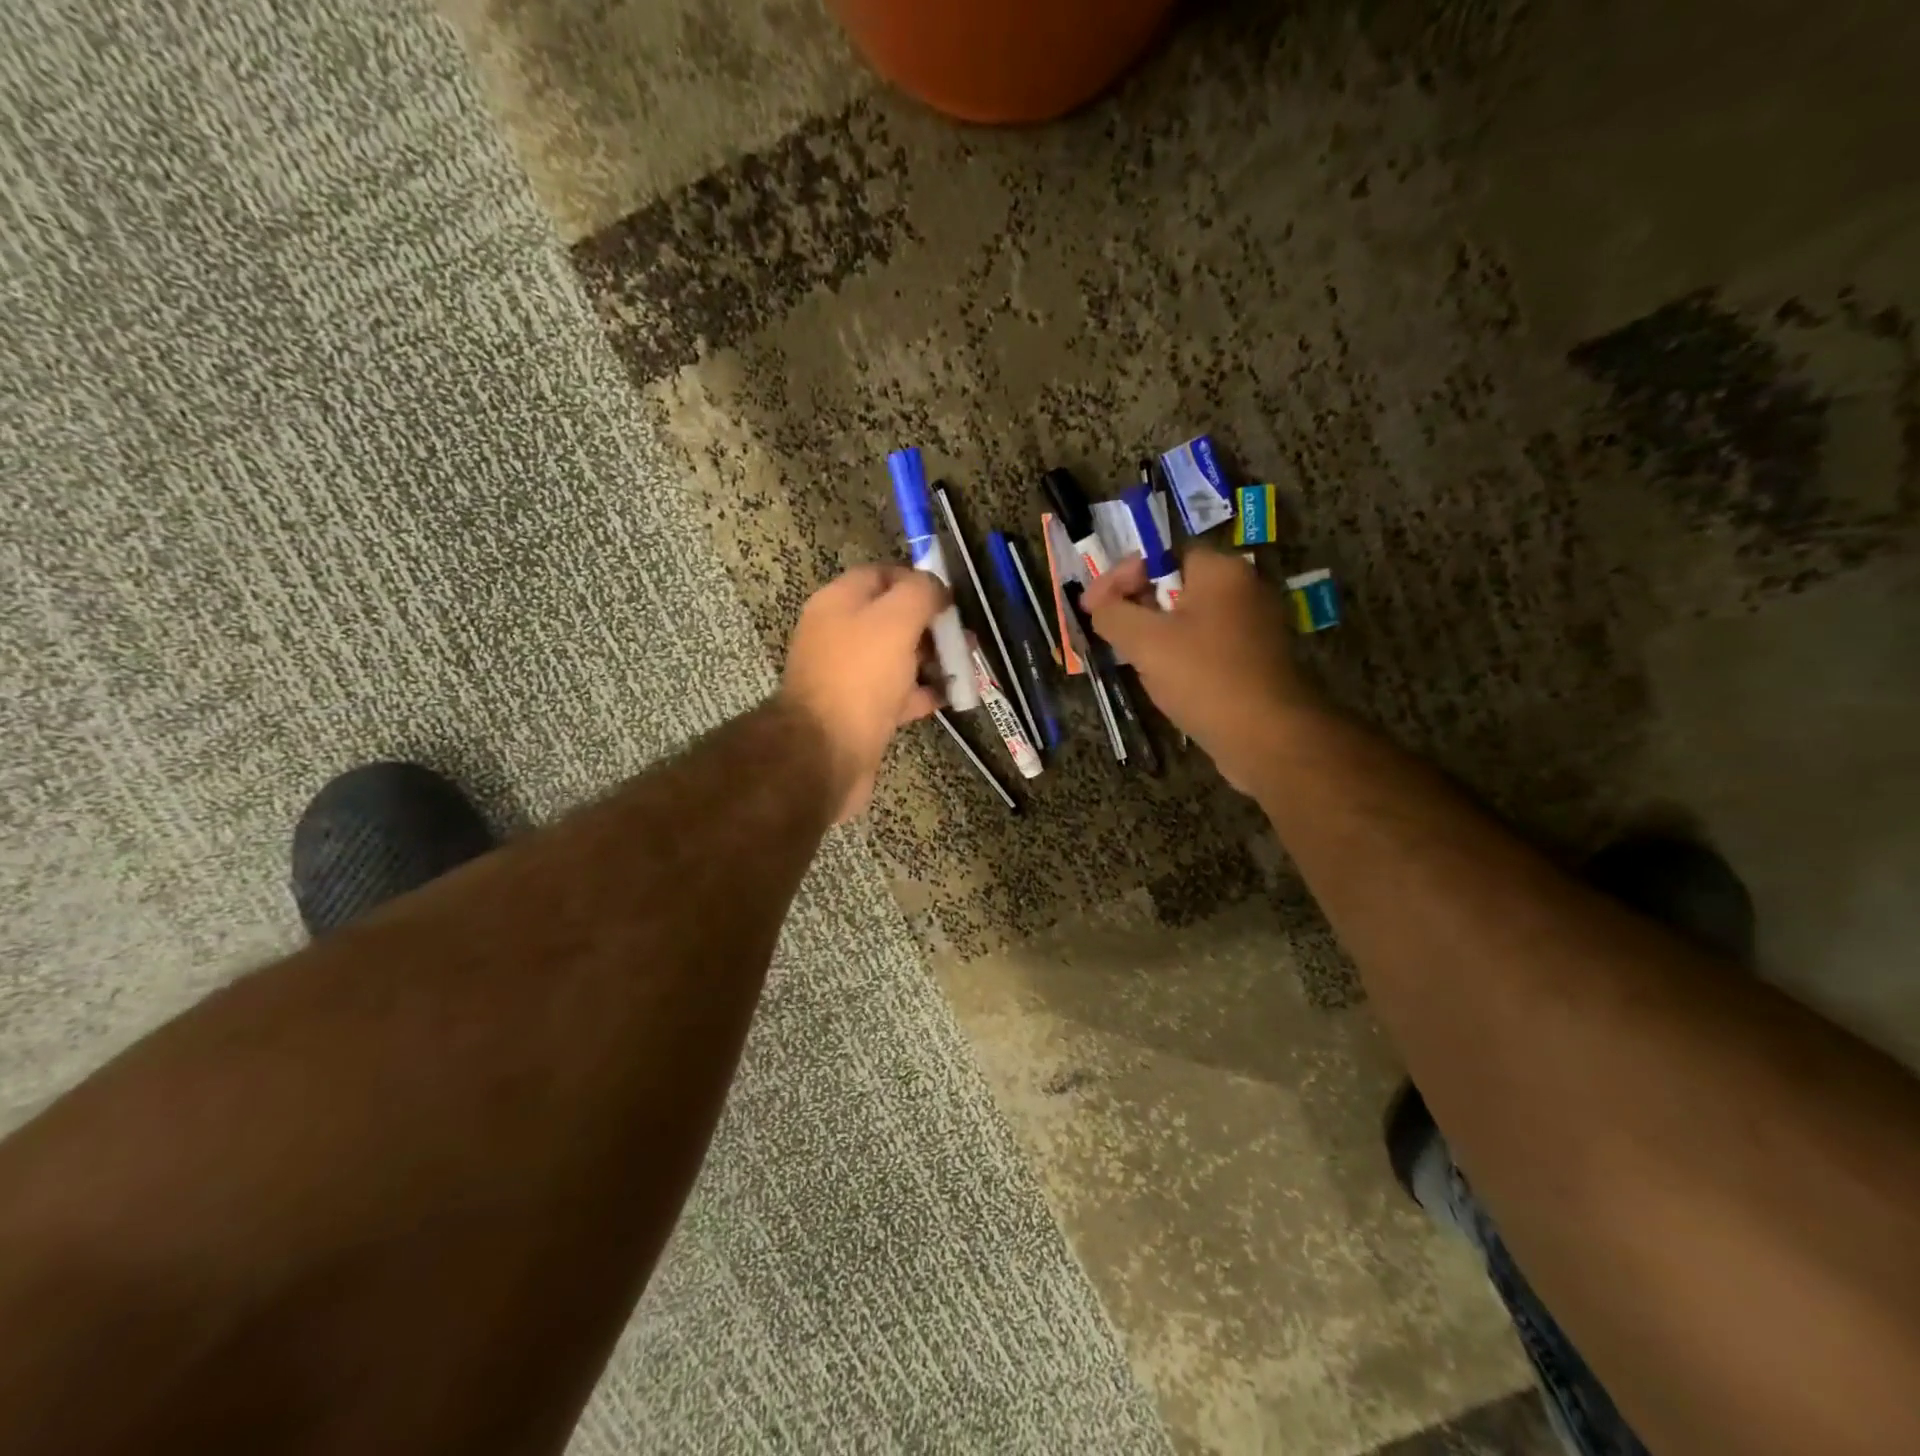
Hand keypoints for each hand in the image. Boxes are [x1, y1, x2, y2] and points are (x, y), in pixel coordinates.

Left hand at [780, 564, 947, 821]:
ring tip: (968, 664)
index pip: (880, 576)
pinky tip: (952, 695)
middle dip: (931, 624)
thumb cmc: (860, 676)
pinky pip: (898, 693)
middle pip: (892, 618)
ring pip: (898, 657)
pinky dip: (924, 692)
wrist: (827, 752)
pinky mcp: (861, 712)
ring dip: (933, 658)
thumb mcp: (895, 620)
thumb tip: (936, 588)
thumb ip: (920, 593)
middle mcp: (839, 635)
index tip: (950, 597)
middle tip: (966, 636)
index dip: (916, 581)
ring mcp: (849, 676)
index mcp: (838, 604)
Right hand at [1083, 548, 1324, 791]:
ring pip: (1188, 619)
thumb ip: (1113, 614)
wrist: (1268, 737)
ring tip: (1131, 659)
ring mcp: (1254, 626)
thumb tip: (1098, 604)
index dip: (1119, 577)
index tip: (1090, 607)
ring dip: (1155, 635)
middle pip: (1174, 585)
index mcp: (1220, 571)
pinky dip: (1180, 655)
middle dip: (1135, 607)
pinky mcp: (1255, 660)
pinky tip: (1164, 680)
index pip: (1159, 555)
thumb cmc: (1204, 678)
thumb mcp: (1144, 642)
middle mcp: (1244, 588)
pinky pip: (1206, 645)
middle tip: (1108, 633)